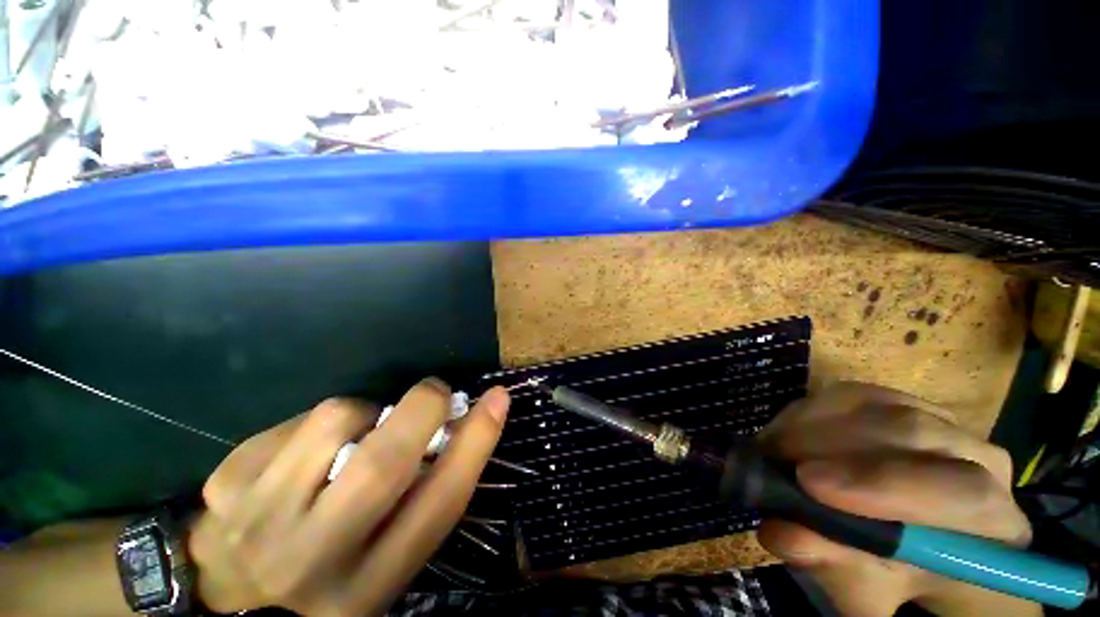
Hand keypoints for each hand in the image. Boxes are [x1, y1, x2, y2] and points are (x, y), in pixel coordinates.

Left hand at [188, 378, 510, 615]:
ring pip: (336, 420)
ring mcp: (258, 521)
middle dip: (424, 407)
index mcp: (369, 585)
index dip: (476, 442)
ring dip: (363, 412)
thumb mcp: (383, 561)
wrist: (220, 598)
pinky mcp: (226, 483)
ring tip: (355, 434)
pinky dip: (313, 424)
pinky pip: (292, 422)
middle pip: (384, 464)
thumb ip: (420, 501)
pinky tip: (300, 455)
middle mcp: (314, 560)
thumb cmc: (324, 578)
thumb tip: (457, 425)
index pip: (439, 504)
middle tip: (434, 392)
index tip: (498, 398)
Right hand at [756, 382, 1038, 616]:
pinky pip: (857, 393)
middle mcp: (983, 462)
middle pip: (915, 434)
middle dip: (832, 444)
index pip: (964, 495)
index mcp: (994, 526)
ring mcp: (945, 424)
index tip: (809, 483)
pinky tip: (790, 429)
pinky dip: (814, 408)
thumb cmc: (894, 575)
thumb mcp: (864, 589)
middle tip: (773, 458)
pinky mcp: (904, 402)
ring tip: (773, 445)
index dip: (884, 485)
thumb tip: (780, 532)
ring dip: (814, 423)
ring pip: (879, 407)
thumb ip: (832, 566)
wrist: (903, 536)